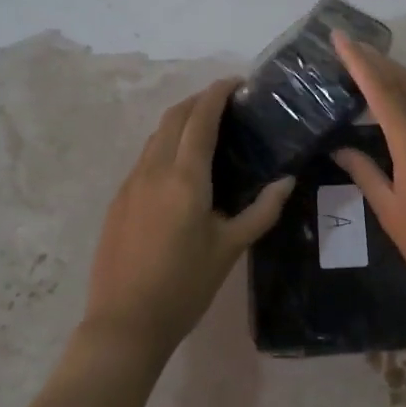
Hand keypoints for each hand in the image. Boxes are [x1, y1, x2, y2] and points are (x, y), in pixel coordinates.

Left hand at [83, 80, 293, 359]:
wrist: (125, 322)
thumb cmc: (185, 286)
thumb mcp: (231, 248)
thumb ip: (262, 210)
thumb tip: (287, 180)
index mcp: (185, 177)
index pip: (201, 118)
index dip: (218, 94)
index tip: (238, 83)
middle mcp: (153, 170)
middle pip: (173, 118)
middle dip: (198, 101)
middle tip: (227, 103)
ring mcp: (130, 184)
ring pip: (156, 136)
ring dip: (180, 122)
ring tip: (208, 129)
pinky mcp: (119, 200)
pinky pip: (145, 158)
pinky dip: (166, 145)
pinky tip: (182, 167)